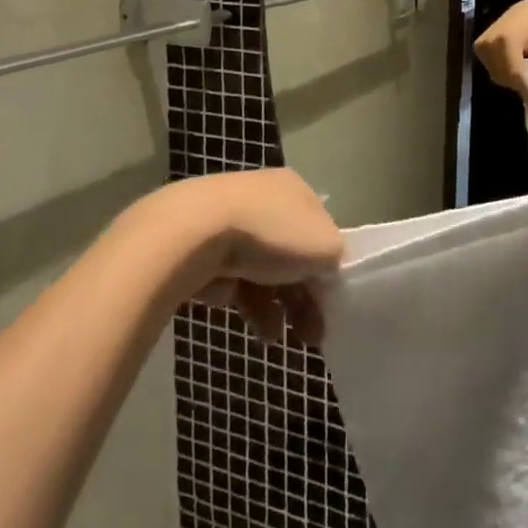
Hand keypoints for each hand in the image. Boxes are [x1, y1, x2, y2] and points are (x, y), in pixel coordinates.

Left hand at [114, 168, 342, 343]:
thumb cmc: (270, 234)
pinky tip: (250, 322)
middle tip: (312, 336)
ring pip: (262, 271)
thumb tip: (326, 273)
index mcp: (294, 189)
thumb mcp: (324, 247)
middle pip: (292, 254)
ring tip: (275, 338)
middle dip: (303, 297)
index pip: (320, 230)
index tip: (332, 305)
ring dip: (276, 307)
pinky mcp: (202, 248)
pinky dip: (245, 302)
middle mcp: (263, 198)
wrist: (192, 235)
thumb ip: (336, 261)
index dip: (329, 268)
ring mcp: (229, 222)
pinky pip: (232, 279)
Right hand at [474, 0, 527, 105]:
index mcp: (505, 39)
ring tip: (527, 79)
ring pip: (497, 75)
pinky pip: (492, 70)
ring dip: (512, 80)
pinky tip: (516, 70)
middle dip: (520, 86)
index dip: (526, 89)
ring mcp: (480, 46)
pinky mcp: (478, 49)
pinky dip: (505, 74)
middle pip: (504, 75)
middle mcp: (488, 42)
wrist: (525, 11)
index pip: (514, 71)